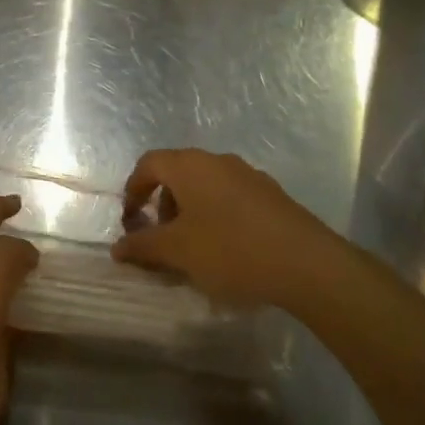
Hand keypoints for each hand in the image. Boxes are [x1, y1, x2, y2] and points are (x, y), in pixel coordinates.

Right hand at [111, 149, 333, 306]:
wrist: (307, 263)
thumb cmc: (231, 250)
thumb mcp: (178, 252)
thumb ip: (143, 246)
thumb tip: (117, 247)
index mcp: (189, 165)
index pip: (148, 164)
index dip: (133, 190)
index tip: (130, 220)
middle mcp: (217, 160)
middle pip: (177, 173)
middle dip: (162, 204)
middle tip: (160, 237)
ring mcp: (248, 175)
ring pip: (205, 186)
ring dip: (190, 211)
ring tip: (192, 247)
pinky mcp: (271, 195)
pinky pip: (230, 198)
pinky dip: (216, 216)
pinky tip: (225, 249)